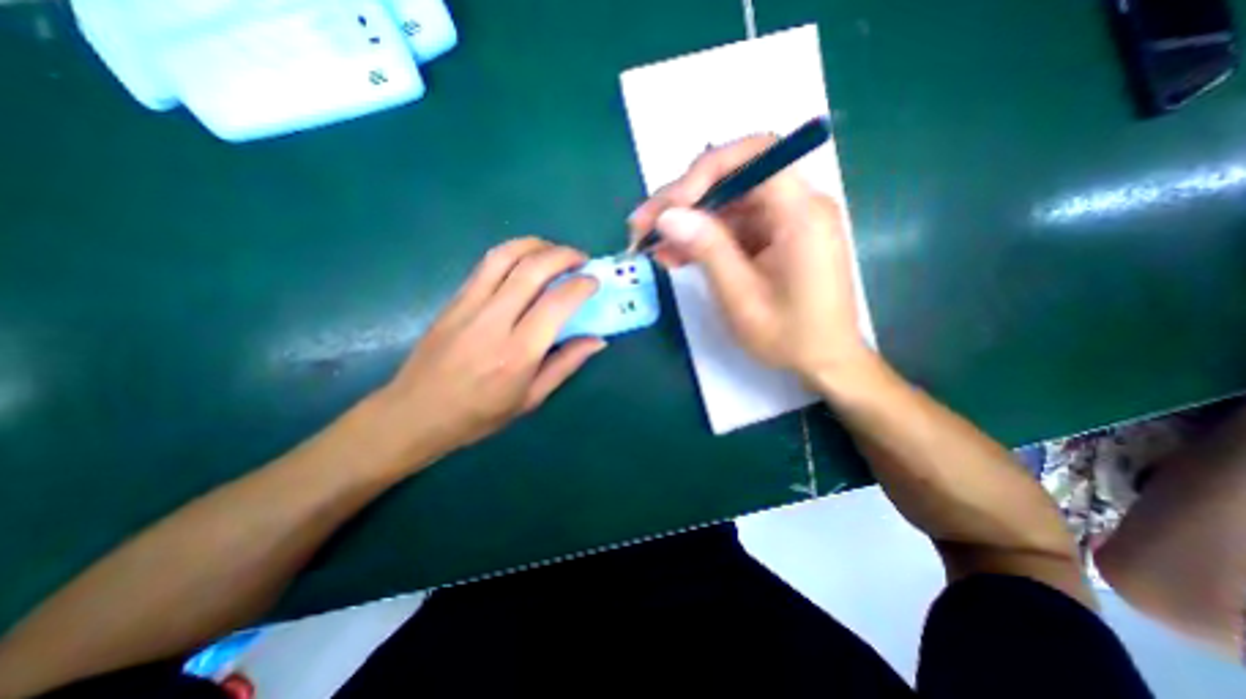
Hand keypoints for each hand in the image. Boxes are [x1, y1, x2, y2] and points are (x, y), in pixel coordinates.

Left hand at [365, 238, 605, 465]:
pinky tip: (525, 261)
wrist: (415, 413)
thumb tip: (598, 340)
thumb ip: (566, 364)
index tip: (593, 282)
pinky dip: (513, 253)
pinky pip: (486, 264)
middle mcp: (493, 322)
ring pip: (505, 256)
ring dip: (536, 245)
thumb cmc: (479, 414)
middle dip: (563, 255)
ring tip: (554, 251)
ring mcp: (469, 306)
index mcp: (517, 353)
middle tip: (581, 259)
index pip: (555, 304)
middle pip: (532, 269)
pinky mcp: (454, 299)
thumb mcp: (531, 398)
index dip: (580, 286)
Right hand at [630, 135, 868, 385]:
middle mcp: (796, 206)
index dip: (706, 171)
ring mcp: (782, 221)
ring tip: (650, 246)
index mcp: (801, 215)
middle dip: (682, 199)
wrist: (823, 360)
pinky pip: (731, 227)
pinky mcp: (772, 237)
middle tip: (641, 225)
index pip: (756, 155)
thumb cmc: (790, 337)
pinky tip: (673, 255)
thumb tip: (667, 216)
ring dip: (685, 222)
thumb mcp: (742, 298)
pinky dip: (701, 239)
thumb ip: (708, 251)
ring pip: (725, 204)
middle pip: (732, 178)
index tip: (671, 206)